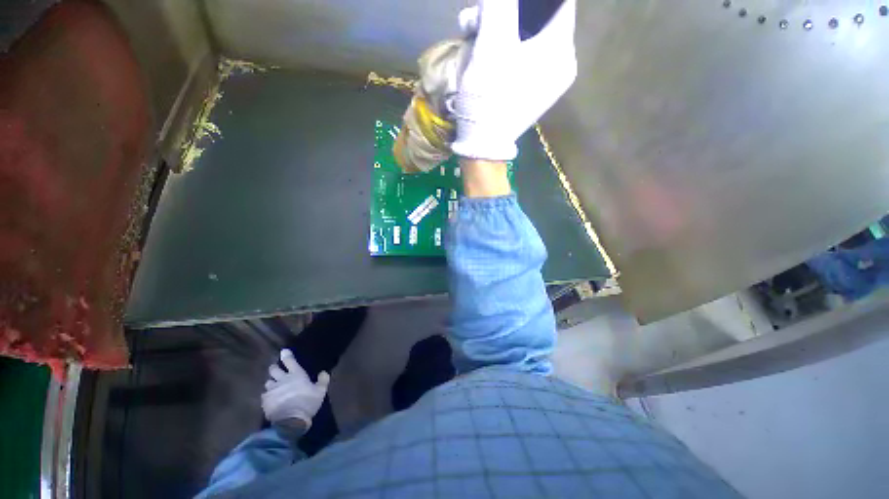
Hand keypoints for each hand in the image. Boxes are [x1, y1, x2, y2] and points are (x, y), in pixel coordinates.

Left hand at [262, 349, 329, 429]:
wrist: (291, 421)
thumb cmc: (308, 403)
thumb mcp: (321, 391)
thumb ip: (323, 380)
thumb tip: (323, 372)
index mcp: (296, 374)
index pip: (289, 361)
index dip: (286, 355)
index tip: (283, 351)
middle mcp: (282, 379)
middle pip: (273, 369)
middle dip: (274, 369)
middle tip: (277, 371)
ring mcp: (272, 390)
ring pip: (267, 382)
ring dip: (271, 383)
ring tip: (274, 387)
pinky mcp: (265, 402)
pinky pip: (264, 396)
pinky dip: (267, 396)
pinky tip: (271, 400)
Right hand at [450, 0, 576, 160]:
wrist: (483, 145)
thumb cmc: (487, 98)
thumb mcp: (491, 45)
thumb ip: (501, 6)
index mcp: (559, 48)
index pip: (557, 3)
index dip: (529, 0)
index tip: (504, 5)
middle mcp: (561, 62)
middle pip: (538, 19)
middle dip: (506, 12)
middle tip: (477, 18)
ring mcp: (548, 80)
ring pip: (527, 38)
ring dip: (499, 30)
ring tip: (472, 34)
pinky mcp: (533, 92)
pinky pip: (523, 59)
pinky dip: (503, 50)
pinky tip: (483, 53)